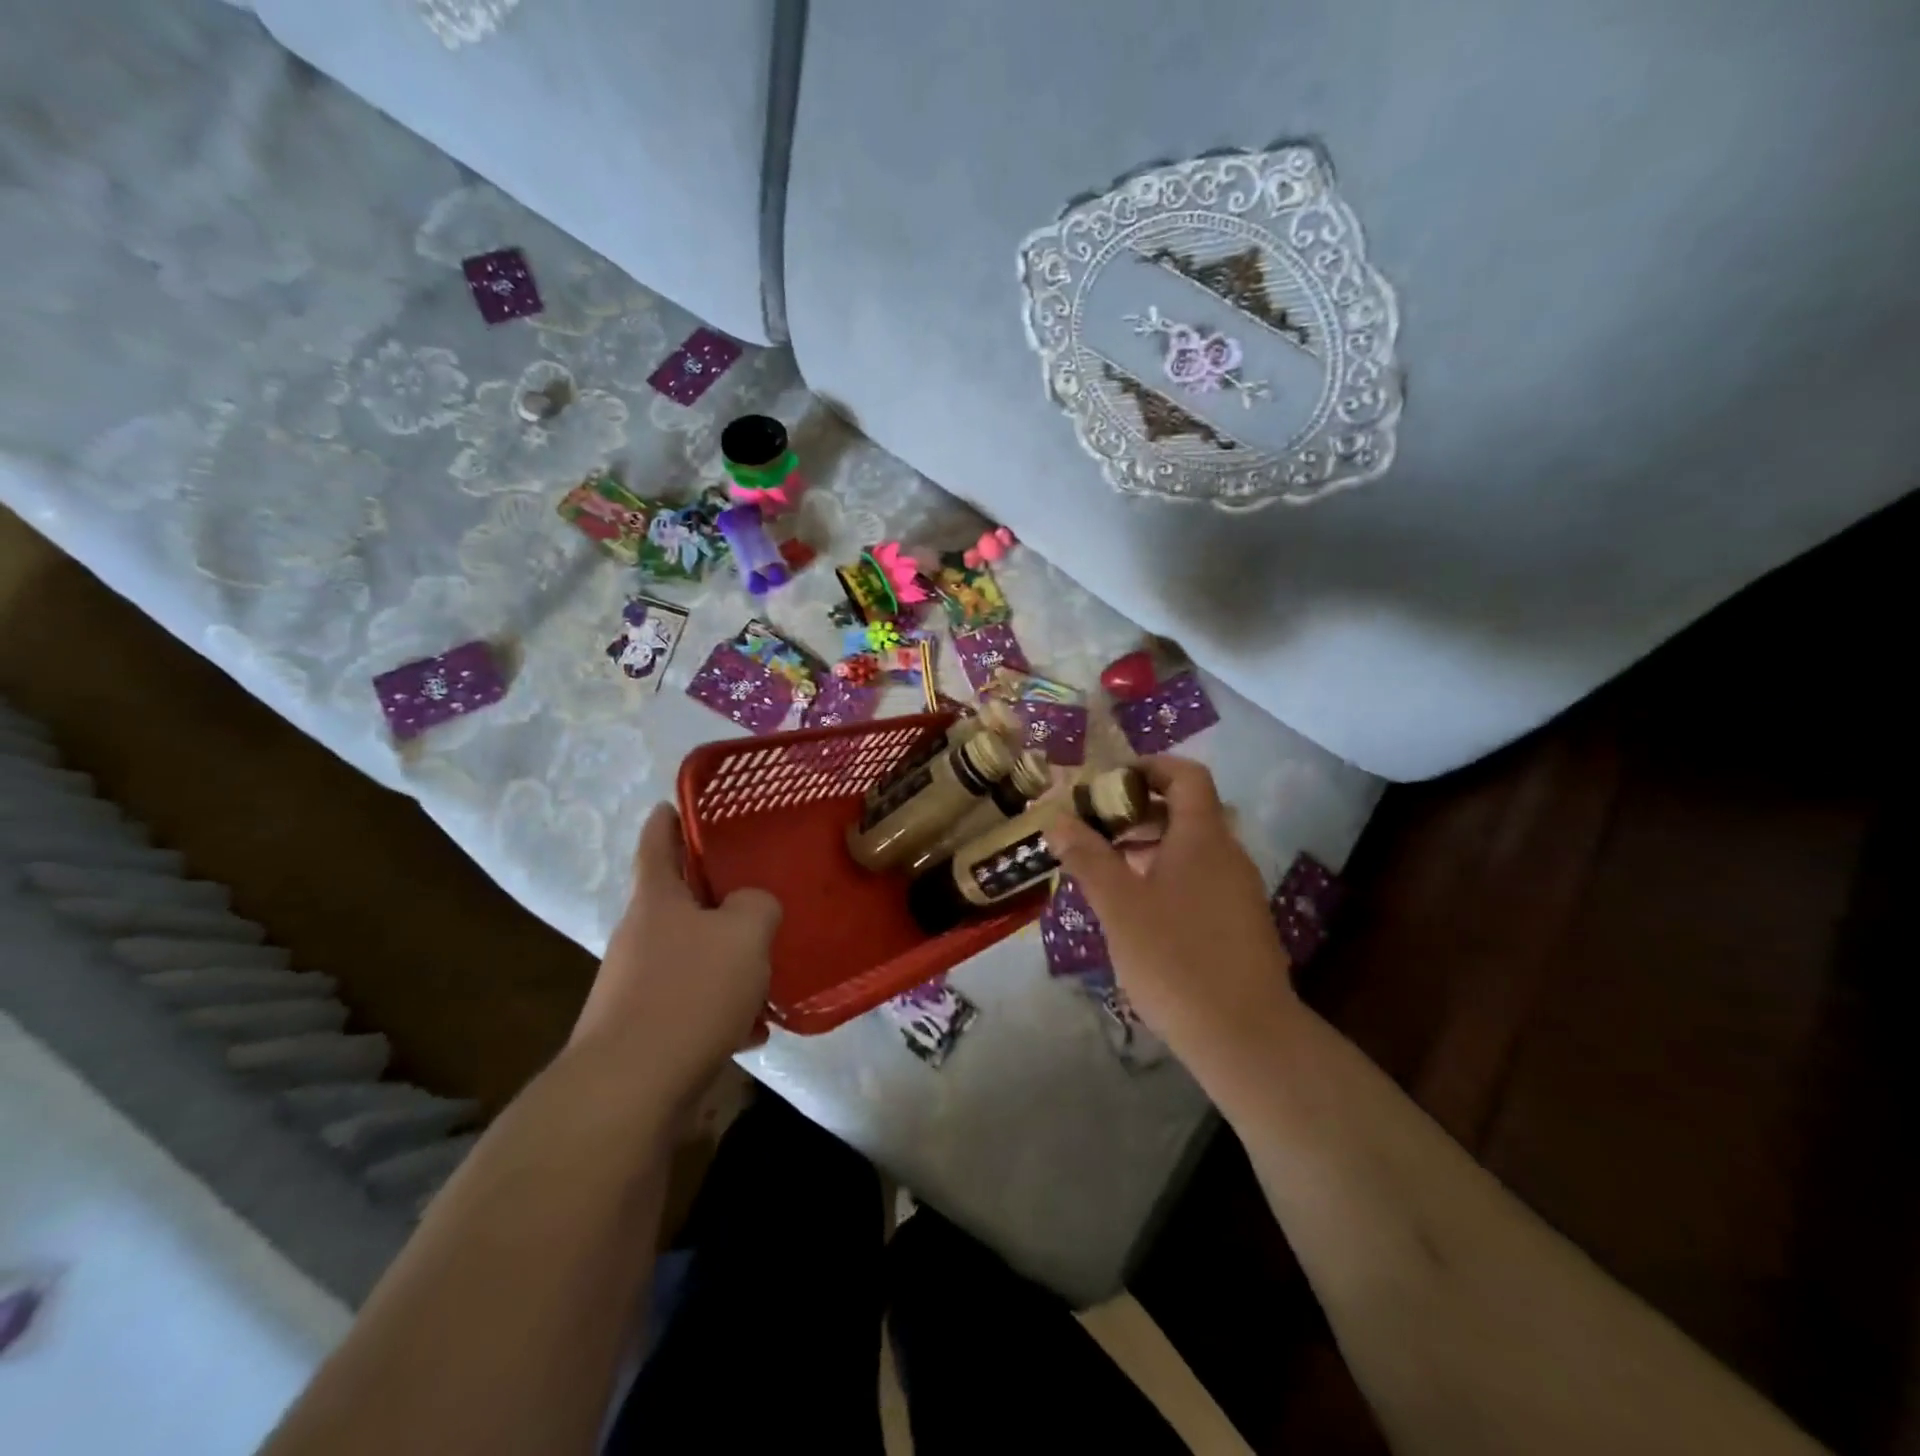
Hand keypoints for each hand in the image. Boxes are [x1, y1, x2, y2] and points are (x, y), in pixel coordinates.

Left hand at [570, 804, 781, 1105]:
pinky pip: (692, 1005)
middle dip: (714, 899)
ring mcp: (636, 986)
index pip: (657, 844)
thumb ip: (757, 905)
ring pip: (691, 958)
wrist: (631, 1089)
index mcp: (657, 900)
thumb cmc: (689, 991)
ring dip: (725, 961)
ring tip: (767, 972)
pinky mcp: (643, 1031)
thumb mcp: (744, 931)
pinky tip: (753, 1030)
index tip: (672, 803)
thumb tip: (751, 908)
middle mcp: (639, 937)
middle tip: (755, 894)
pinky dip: (722, 1010)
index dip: (666, 821)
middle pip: (678, 905)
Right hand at [1048, 757, 1297, 1063]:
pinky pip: (1201, 879)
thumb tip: (1056, 819)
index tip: (1110, 781)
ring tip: (1108, 870)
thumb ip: (1087, 857)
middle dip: (1138, 811)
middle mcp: (1228, 854)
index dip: (1150, 767)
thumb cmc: (1175, 958)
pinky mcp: (1241, 923)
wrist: (1245, 1035)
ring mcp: (1240, 890)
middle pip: (1187, 811)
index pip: (1186, 775)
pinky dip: (1168, 876)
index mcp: (1202, 837)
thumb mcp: (1119, 905)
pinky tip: (1139, 912)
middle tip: (1096, 828)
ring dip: (1150, 846)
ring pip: (1192, 849)